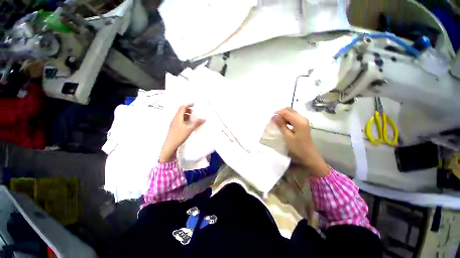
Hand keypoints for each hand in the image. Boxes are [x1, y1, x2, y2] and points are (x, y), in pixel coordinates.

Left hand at [159, 104, 204, 161]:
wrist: (170, 145)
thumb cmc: (179, 135)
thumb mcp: (189, 129)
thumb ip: (197, 123)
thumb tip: (204, 118)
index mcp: (178, 117)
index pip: (182, 107)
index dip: (188, 105)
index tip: (194, 104)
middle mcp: (175, 119)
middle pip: (181, 111)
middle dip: (188, 110)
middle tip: (195, 112)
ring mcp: (174, 124)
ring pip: (180, 116)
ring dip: (187, 115)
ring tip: (193, 118)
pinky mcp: (174, 128)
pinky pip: (180, 121)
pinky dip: (185, 120)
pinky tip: (189, 124)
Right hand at [272, 108, 328, 176]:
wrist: (309, 155)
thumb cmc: (297, 147)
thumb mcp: (287, 136)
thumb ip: (281, 125)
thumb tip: (274, 116)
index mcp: (299, 121)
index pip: (286, 112)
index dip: (277, 113)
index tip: (270, 118)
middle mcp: (302, 118)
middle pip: (289, 110)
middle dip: (280, 112)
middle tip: (273, 119)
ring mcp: (303, 120)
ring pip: (291, 113)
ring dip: (283, 115)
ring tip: (276, 121)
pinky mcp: (303, 123)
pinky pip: (293, 117)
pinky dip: (287, 118)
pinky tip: (282, 123)